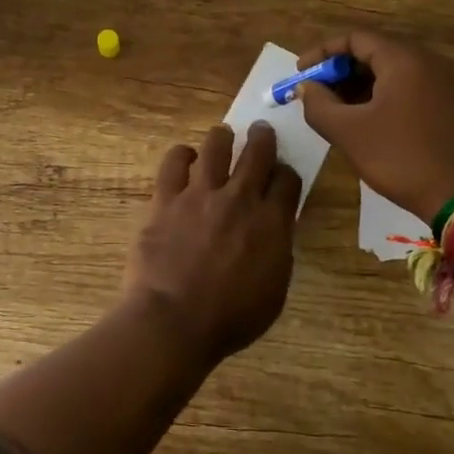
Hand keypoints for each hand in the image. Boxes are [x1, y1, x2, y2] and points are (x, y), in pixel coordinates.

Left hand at [121, 123, 301, 366]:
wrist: (174, 322)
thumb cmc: (229, 319)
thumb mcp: (274, 291)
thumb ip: (277, 252)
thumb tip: (275, 230)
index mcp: (271, 223)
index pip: (287, 180)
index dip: (286, 173)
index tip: (282, 175)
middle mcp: (239, 199)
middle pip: (257, 153)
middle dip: (262, 138)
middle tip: (261, 131)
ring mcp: (200, 194)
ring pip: (216, 146)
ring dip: (222, 138)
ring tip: (222, 136)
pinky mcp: (165, 198)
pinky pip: (173, 163)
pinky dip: (182, 155)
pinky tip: (184, 157)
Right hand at [296, 31, 453, 224]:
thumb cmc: (404, 159)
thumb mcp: (350, 133)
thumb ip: (319, 105)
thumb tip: (306, 87)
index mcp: (405, 60)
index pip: (356, 38)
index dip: (323, 52)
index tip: (301, 73)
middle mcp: (432, 61)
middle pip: (377, 52)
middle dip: (342, 71)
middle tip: (318, 94)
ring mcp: (451, 83)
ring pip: (397, 72)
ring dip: (364, 85)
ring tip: (340, 111)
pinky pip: (415, 88)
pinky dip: (387, 96)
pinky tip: (373, 122)